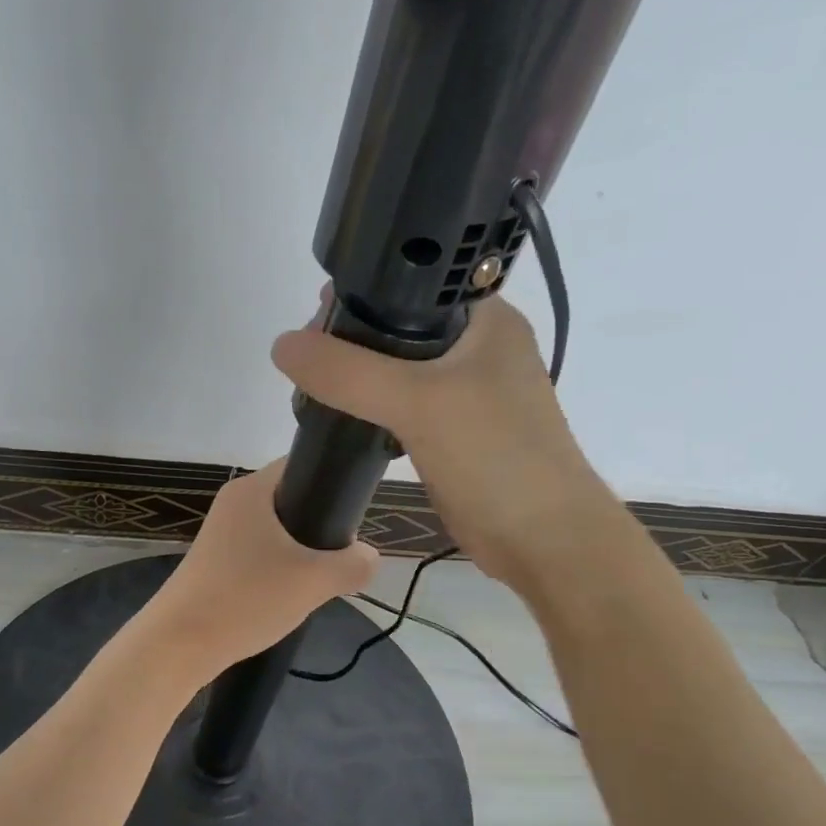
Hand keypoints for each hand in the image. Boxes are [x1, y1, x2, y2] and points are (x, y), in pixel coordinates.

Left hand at [142, 460, 377, 672]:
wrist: (180, 643)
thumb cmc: (247, 598)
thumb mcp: (314, 581)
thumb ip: (353, 564)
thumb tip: (368, 557)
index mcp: (252, 490)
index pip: (302, 465)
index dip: (333, 484)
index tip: (353, 517)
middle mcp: (233, 503)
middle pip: (292, 500)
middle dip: (320, 527)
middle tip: (338, 557)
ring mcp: (220, 534)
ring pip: (277, 532)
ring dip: (299, 554)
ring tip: (315, 581)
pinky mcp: (214, 562)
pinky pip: (259, 554)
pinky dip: (277, 570)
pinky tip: (286, 596)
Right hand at [271, 290, 598, 590]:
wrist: (542, 540)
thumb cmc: (495, 457)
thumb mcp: (417, 402)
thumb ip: (349, 372)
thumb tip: (283, 346)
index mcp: (486, 320)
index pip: (415, 284)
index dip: (365, 289)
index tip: (317, 310)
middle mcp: (479, 349)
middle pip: (400, 326)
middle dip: (353, 336)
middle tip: (310, 356)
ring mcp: (467, 394)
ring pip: (399, 369)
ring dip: (360, 375)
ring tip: (316, 384)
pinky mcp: (453, 433)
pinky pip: (402, 407)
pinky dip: (373, 407)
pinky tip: (343, 415)